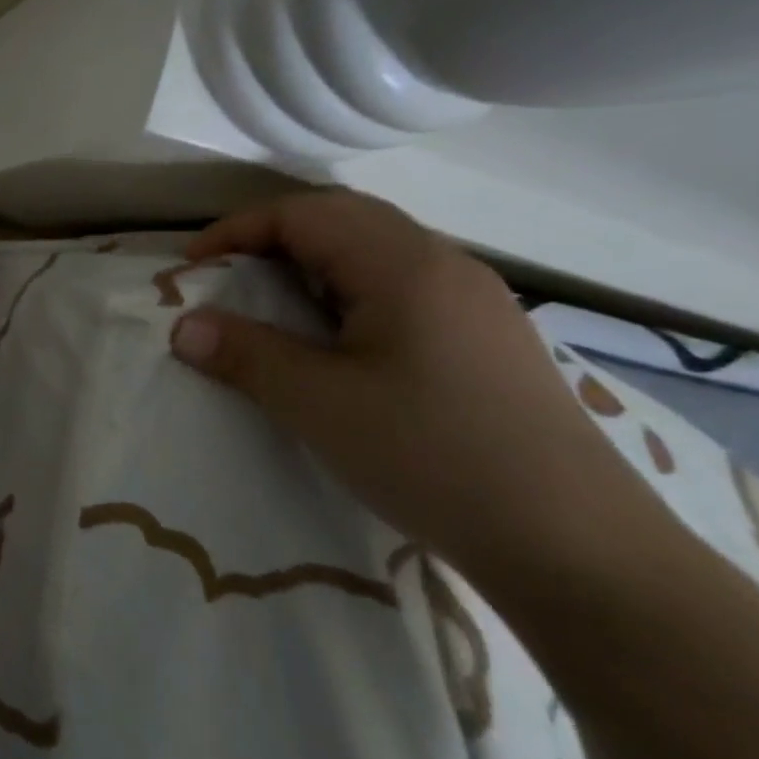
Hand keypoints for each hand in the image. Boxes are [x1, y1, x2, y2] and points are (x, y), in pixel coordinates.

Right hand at [170, 191, 647, 569]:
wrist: (576, 546)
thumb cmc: (431, 456)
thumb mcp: (318, 404)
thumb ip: (244, 354)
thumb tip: (182, 326)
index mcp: (405, 266)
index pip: (305, 213)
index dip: (238, 230)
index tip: (192, 269)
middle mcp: (445, 266)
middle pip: (343, 220)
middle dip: (272, 240)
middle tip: (227, 280)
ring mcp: (475, 303)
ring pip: (376, 254)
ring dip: (312, 267)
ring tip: (273, 309)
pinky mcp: (487, 340)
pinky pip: (401, 289)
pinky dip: (348, 295)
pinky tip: (338, 345)